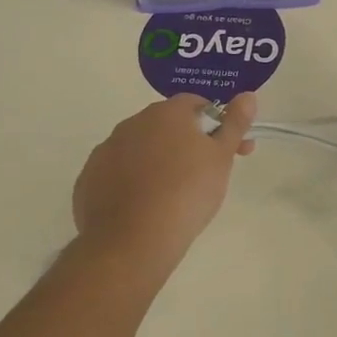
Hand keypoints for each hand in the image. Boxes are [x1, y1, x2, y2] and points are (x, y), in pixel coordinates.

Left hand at [72, 95, 256, 264]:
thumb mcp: (221, 158)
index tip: (230, 149)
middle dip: (188, 142)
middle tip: (207, 174)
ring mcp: (105, 152)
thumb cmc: (187, 193)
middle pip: (166, 126)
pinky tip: (145, 207)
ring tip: (174, 195)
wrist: (134, 241)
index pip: (196, 104)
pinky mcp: (88, 180)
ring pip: (140, 149)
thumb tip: (248, 95)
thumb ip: (235, 123)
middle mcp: (132, 124)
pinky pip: (117, 174)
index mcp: (166, 113)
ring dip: (158, 161)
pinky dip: (132, 183)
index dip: (217, 123)